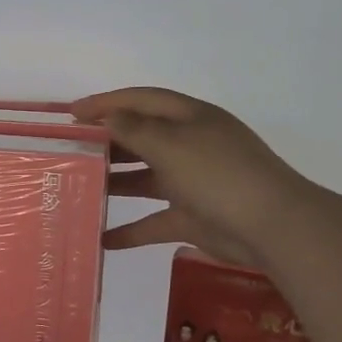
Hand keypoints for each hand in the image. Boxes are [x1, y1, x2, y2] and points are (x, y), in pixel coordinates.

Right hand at [71, 88, 315, 271]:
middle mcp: (190, 145)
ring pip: (146, 179)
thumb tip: (110, 116)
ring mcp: (192, 182)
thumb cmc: (218, 174)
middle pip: (142, 138)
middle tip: (70, 152)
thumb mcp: (172, 145)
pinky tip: (103, 240)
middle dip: (107, 143)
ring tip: (79, 189)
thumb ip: (135, 130)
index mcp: (190, 118)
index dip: (106, 103)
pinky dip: (131, 230)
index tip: (71, 114)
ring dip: (115, 183)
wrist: (271, 226)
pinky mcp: (193, 217)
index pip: (142, 101)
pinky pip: (155, 220)